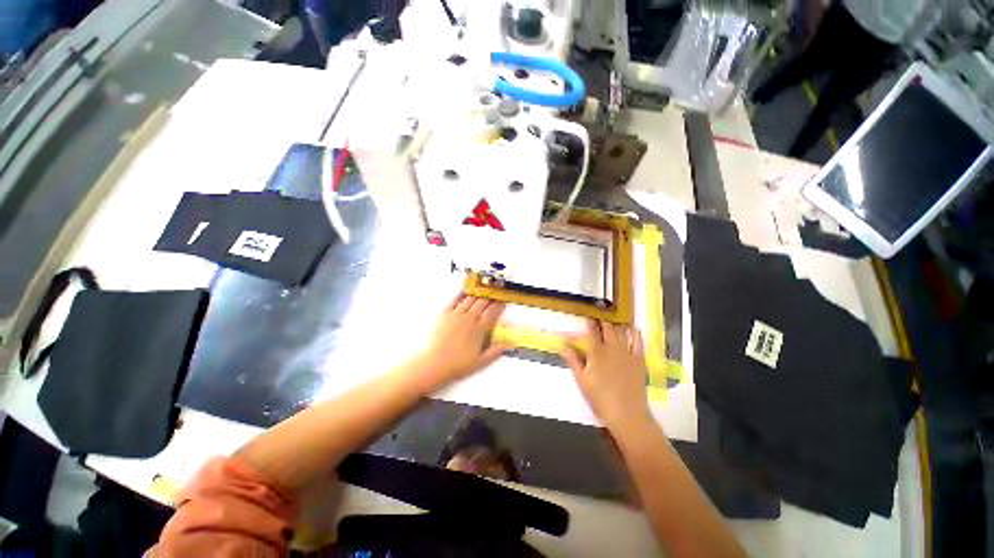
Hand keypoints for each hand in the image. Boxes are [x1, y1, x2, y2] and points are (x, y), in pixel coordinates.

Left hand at [417, 293, 510, 384]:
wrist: (434, 365)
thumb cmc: (457, 365)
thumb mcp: (481, 362)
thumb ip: (496, 352)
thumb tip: (509, 345)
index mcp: (479, 329)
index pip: (492, 312)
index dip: (499, 305)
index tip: (503, 300)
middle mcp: (469, 319)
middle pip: (482, 303)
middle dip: (490, 296)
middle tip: (494, 292)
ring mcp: (456, 315)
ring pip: (470, 299)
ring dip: (478, 294)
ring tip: (483, 290)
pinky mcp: (444, 315)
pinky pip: (455, 300)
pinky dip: (461, 294)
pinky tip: (465, 290)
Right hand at [561, 320, 651, 433]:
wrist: (627, 414)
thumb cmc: (600, 399)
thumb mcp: (581, 380)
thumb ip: (573, 360)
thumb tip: (563, 345)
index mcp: (596, 352)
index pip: (591, 332)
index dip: (589, 323)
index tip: (586, 318)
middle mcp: (612, 348)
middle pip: (607, 328)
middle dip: (602, 322)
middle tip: (598, 320)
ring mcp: (627, 352)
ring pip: (621, 331)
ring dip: (616, 324)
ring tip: (612, 321)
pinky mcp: (639, 359)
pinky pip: (638, 341)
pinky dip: (634, 332)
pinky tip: (632, 328)